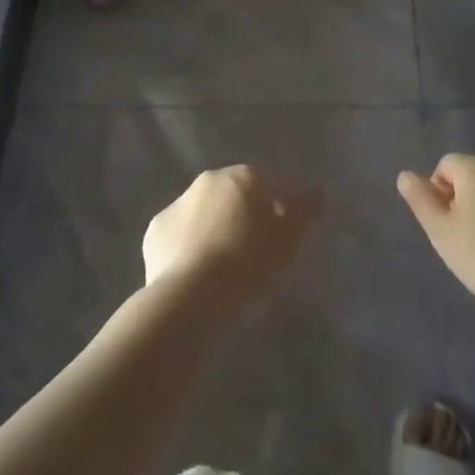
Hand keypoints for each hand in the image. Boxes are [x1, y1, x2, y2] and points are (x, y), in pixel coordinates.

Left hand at [143, 166, 322, 316]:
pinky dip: (186, 251)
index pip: (265, 186)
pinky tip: (195, 279)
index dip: (273, 213)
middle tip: (250, 258)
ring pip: (202, 216)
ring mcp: (177, 204)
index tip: (277, 243)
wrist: (191, 297)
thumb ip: (305, 212)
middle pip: (231, 197)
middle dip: (240, 219)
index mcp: (242, 176)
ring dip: (211, 232)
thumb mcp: (290, 241)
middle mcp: (208, 181)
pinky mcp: (154, 232)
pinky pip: (177, 238)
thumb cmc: (249, 264)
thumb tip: (319, 192)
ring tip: (221, 273)